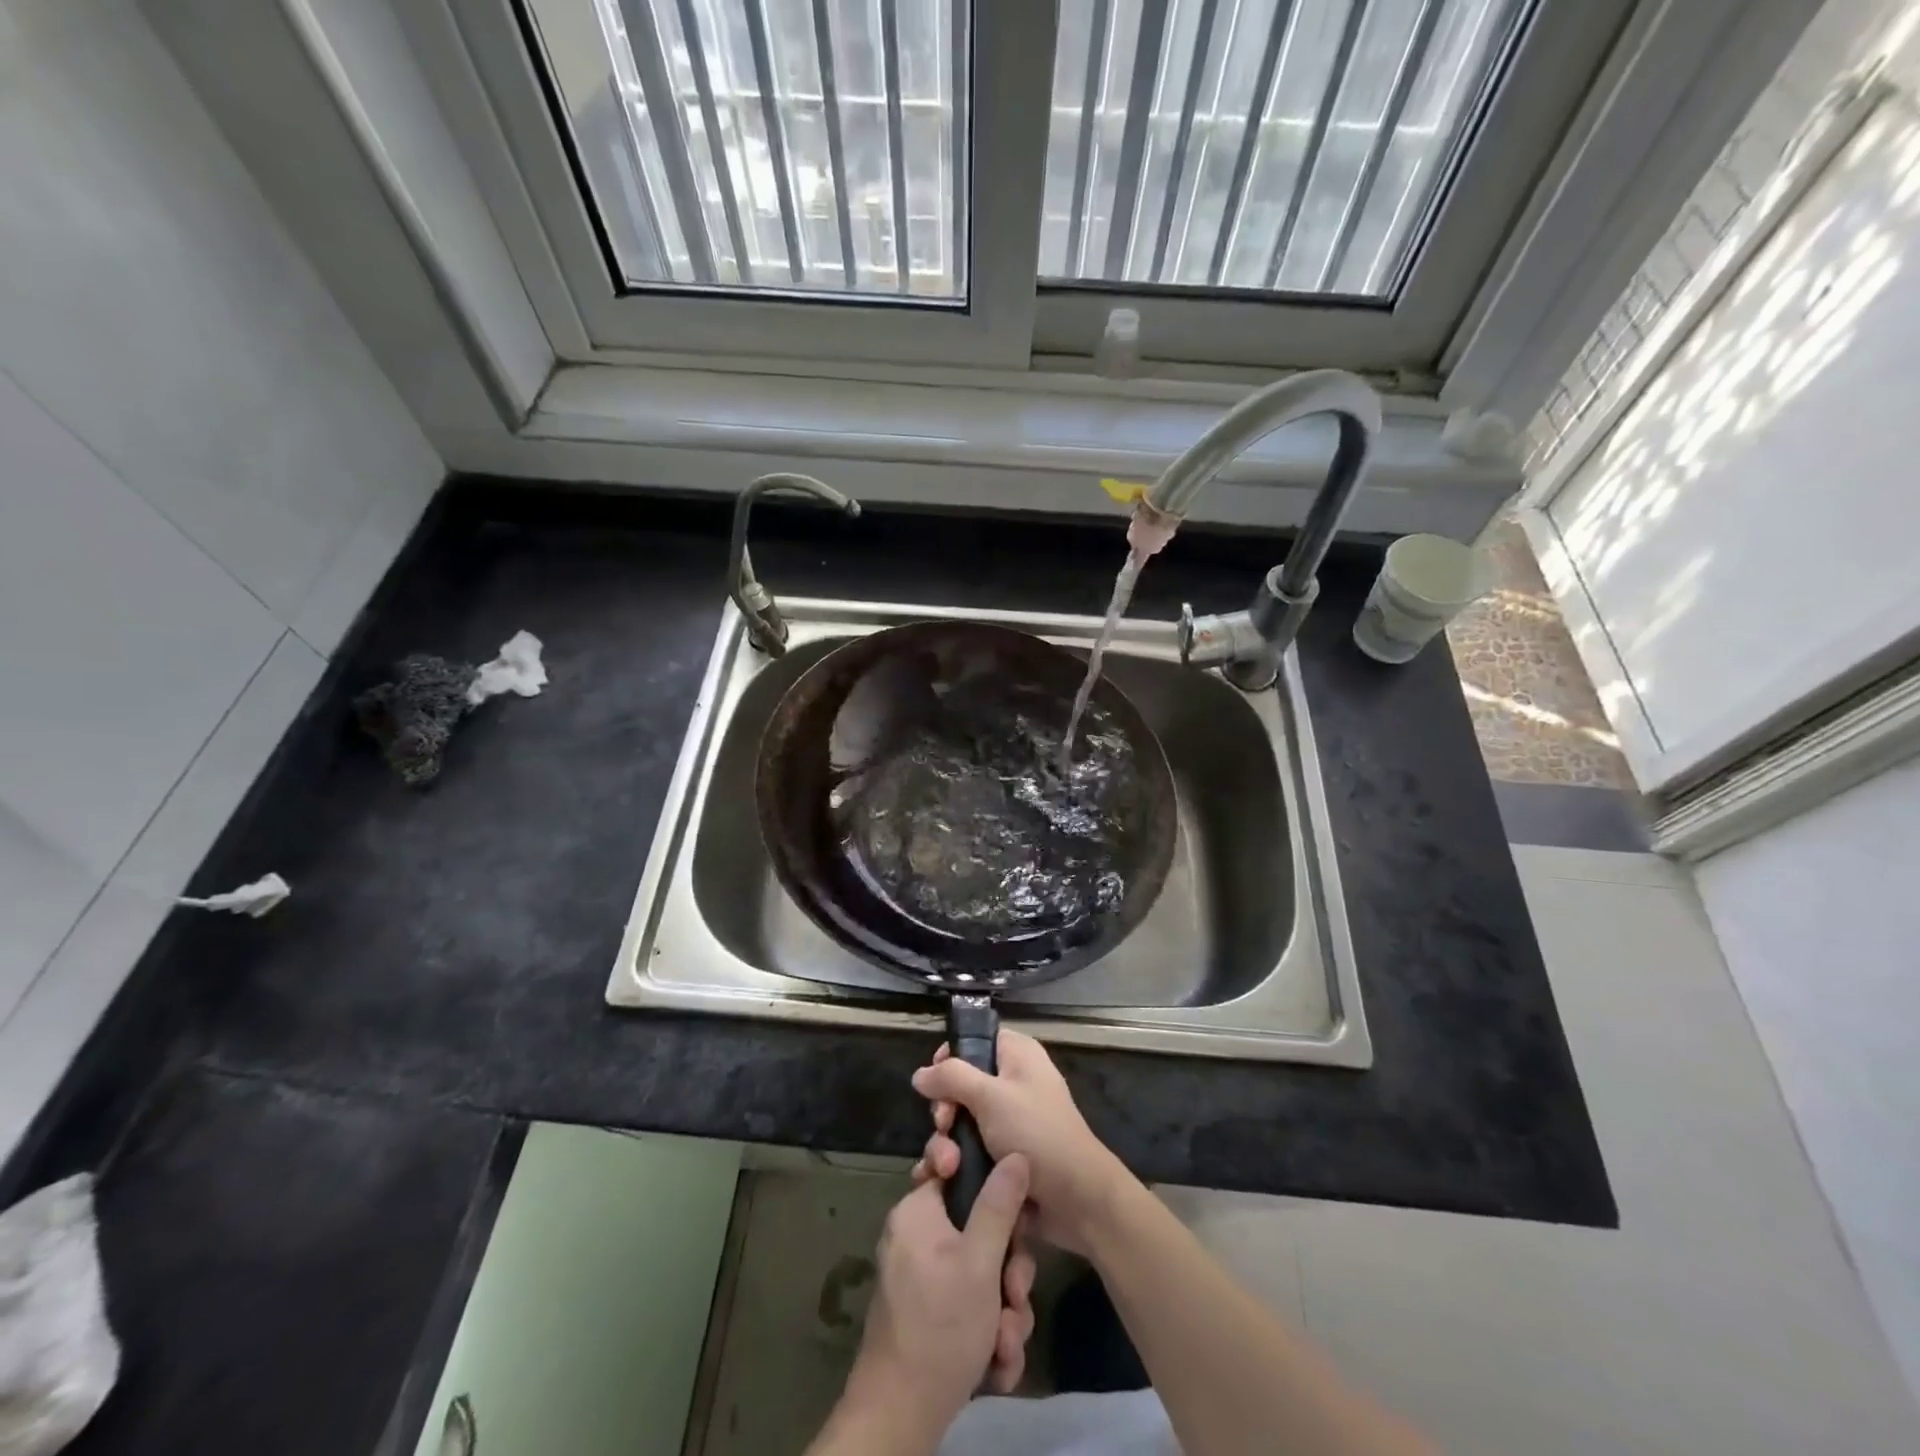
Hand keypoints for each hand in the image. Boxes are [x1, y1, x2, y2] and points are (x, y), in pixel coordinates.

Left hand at [838, 1156, 1036, 1448]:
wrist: (900, 1418)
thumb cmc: (940, 1325)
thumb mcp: (980, 1261)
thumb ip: (999, 1204)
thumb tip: (1015, 1153)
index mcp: (918, 1210)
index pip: (957, 1169)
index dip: (990, 1186)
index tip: (1013, 1213)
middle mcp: (917, 1236)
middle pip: (979, 1228)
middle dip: (1008, 1271)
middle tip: (1015, 1296)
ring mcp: (922, 1277)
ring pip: (981, 1273)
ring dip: (1003, 1311)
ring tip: (1005, 1344)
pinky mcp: (930, 1314)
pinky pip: (969, 1303)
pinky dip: (987, 1332)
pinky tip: (997, 1363)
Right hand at [912, 1029, 1129, 1255]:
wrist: (1076, 1200)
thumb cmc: (1036, 1133)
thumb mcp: (991, 1096)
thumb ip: (951, 1078)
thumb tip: (920, 1074)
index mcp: (1017, 1056)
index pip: (975, 1041)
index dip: (950, 1058)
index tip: (935, 1081)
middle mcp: (1011, 1084)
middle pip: (960, 1085)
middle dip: (945, 1110)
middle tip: (944, 1126)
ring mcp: (1006, 1124)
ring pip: (960, 1124)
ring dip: (946, 1145)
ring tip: (946, 1168)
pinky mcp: (1001, 1158)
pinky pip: (967, 1153)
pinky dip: (951, 1165)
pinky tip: (935, 1181)